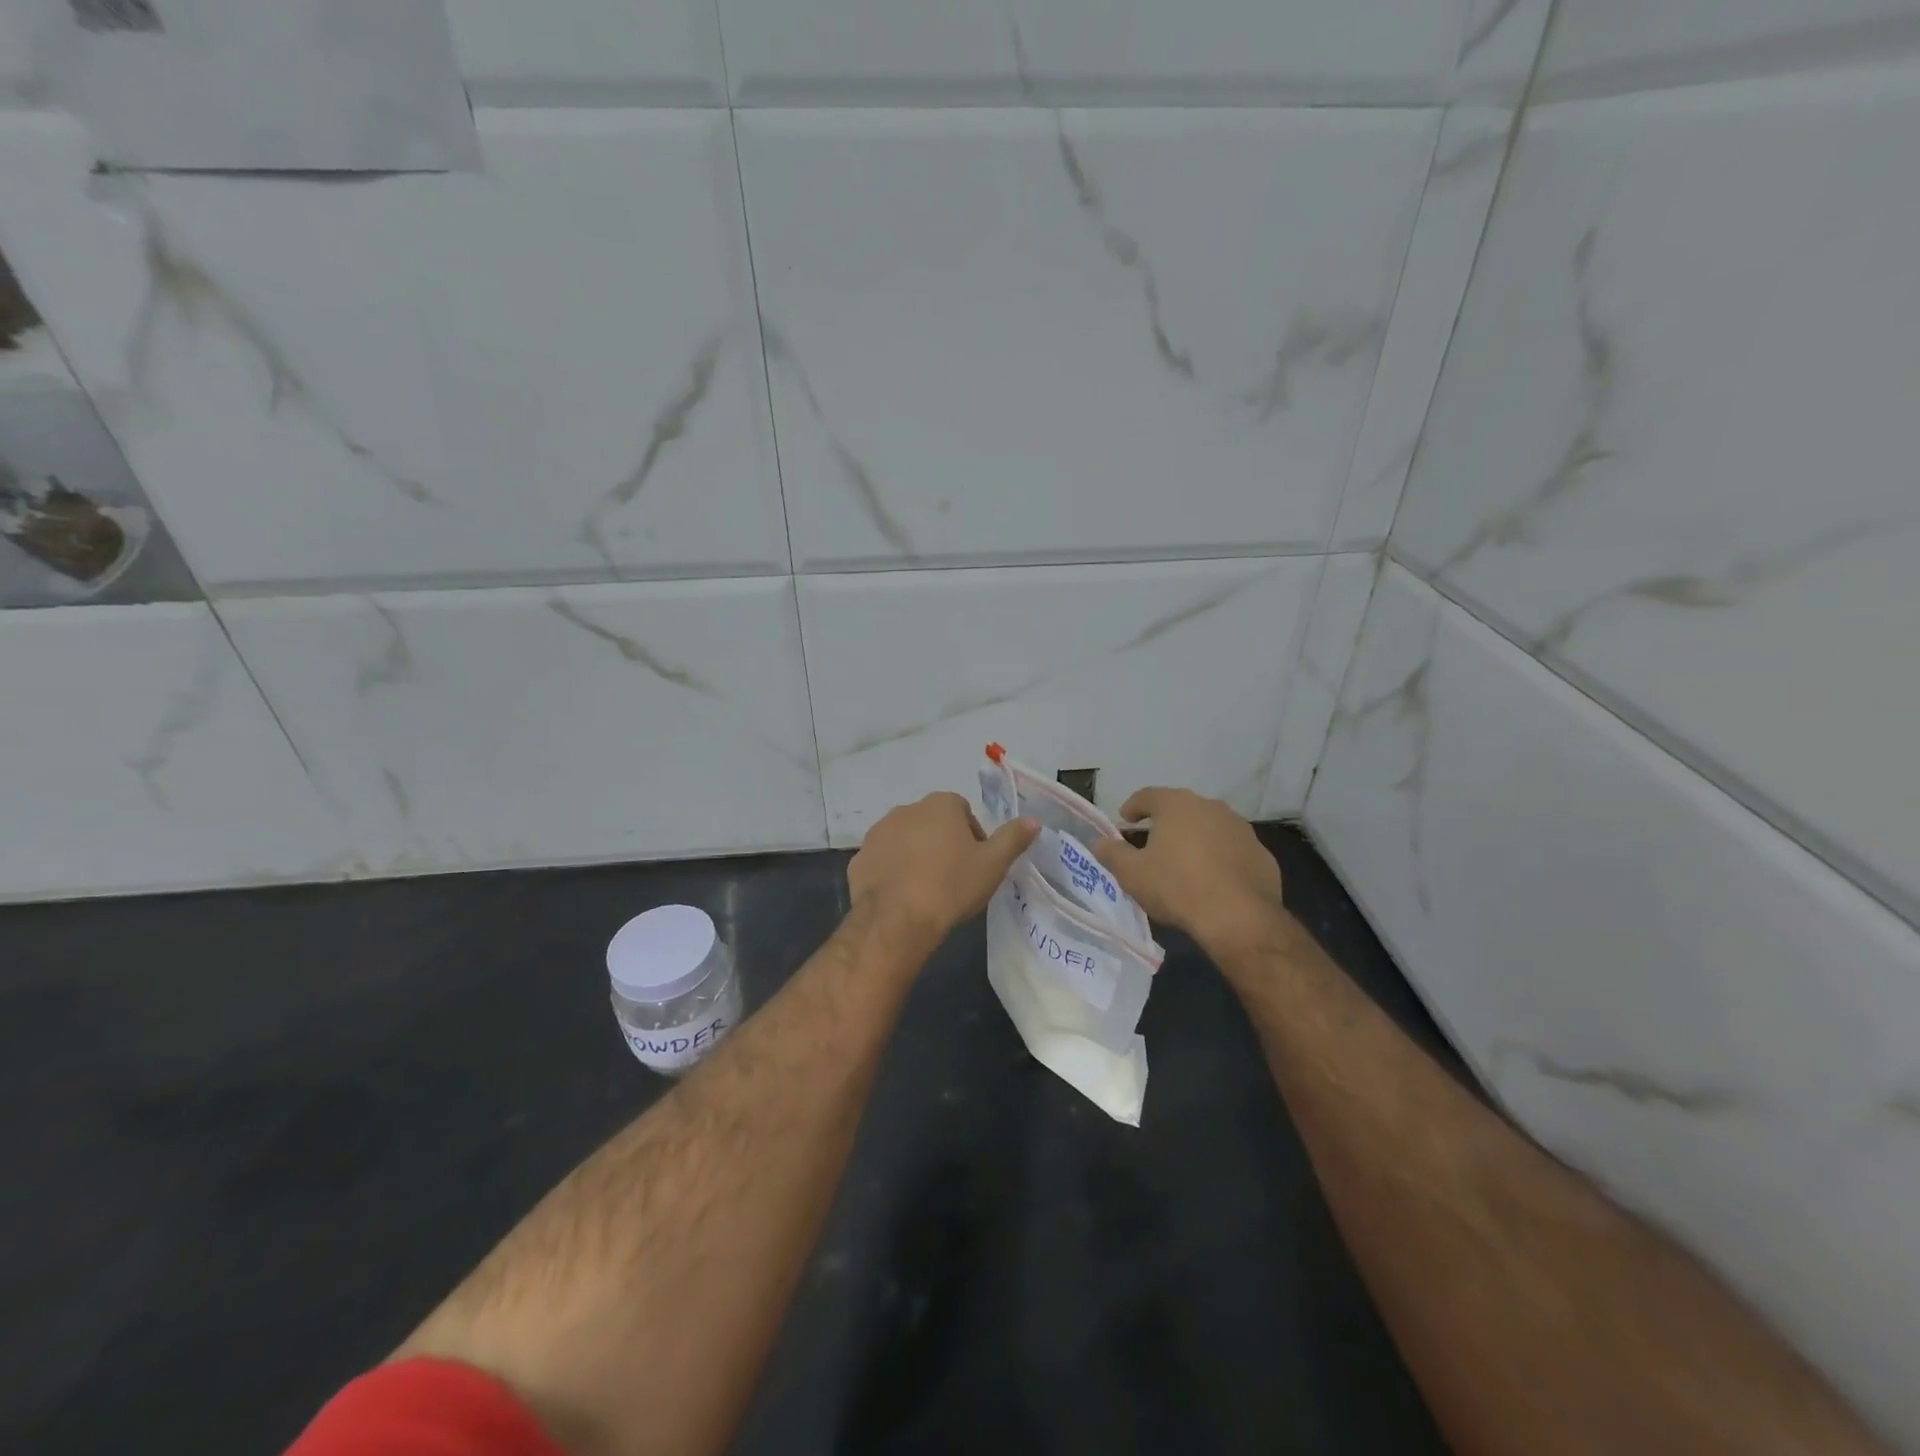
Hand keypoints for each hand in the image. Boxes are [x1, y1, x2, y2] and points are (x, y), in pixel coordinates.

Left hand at [848, 792, 1038, 944]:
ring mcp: (878, 833)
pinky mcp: (859, 859)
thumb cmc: (951, 886)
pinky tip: (902, 897)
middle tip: (954, 877)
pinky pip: (883, 860)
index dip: (972, 836)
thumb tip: (1033, 820)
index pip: (962, 811)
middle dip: (942, 843)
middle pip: (932, 823)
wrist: (897, 920)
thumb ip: (1013, 838)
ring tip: (927, 889)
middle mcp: (906, 810)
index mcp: (940, 805)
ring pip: (905, 840)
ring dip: (915, 855)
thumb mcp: (993, 864)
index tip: (976, 863)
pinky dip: (892, 872)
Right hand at [1094, 787, 1284, 950]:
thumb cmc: (1176, 887)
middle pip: (1181, 809)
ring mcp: (1241, 829)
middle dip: (1165, 823)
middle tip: (1152, 841)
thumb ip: (1112, 854)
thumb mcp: (1131, 874)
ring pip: (1209, 828)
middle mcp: (1211, 807)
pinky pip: (1232, 850)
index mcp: (1177, 805)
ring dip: (1195, 839)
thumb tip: (1099, 843)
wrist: (1238, 917)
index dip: (1133, 806)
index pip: (1148, 795)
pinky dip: (1219, 858)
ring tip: (1183, 863)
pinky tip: (1212, 881)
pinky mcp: (1261, 854)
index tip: (1125, 819)